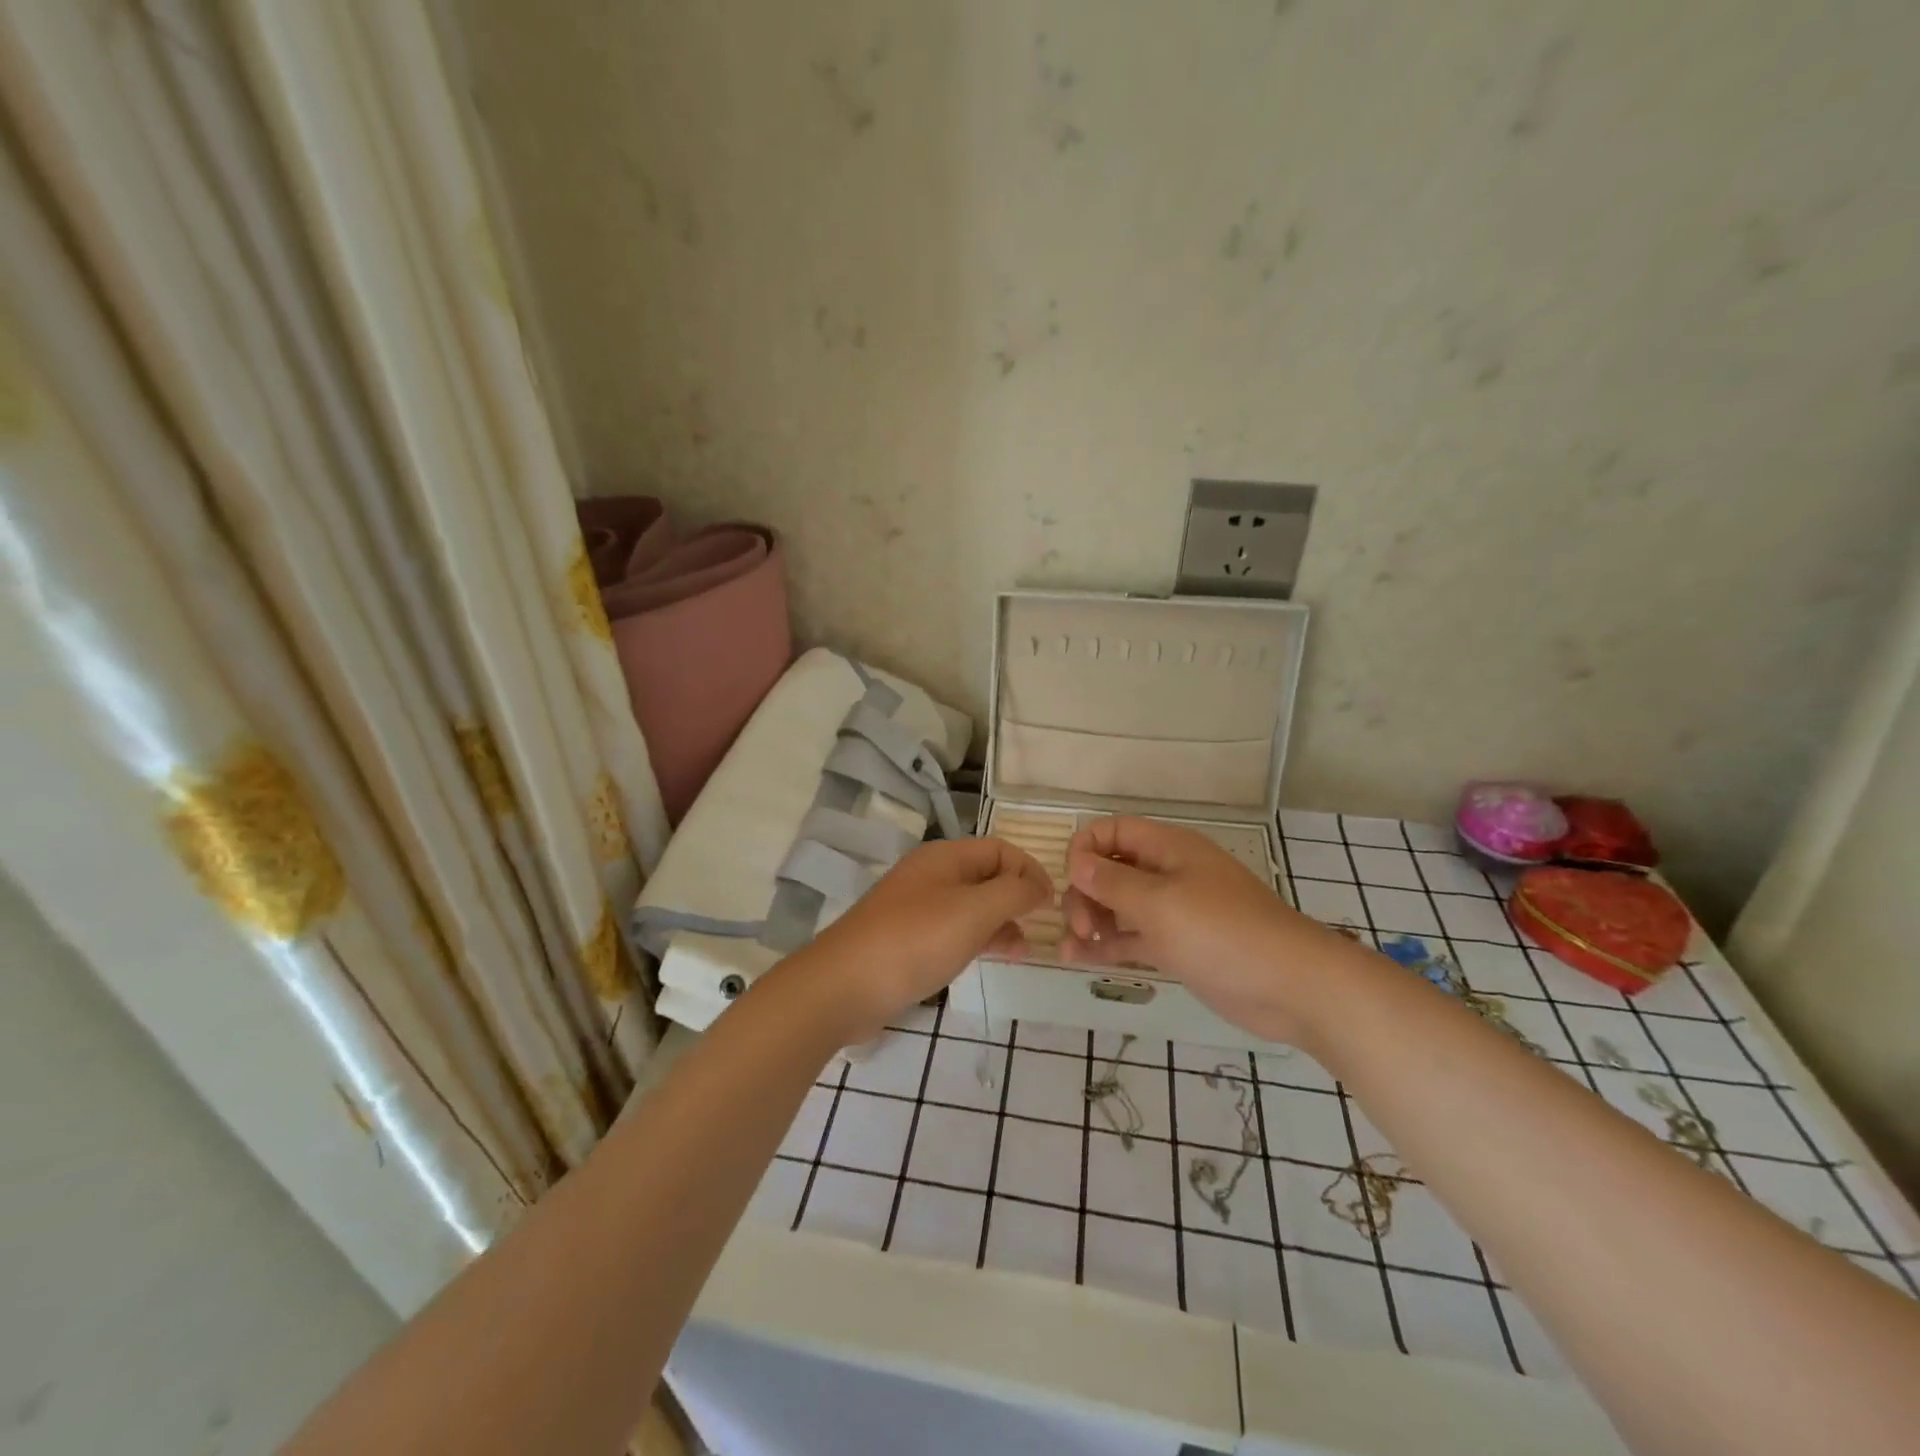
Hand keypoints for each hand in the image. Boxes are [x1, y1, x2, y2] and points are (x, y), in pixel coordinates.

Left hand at [799, 837, 1053, 1040]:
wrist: (844, 986)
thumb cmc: (915, 941)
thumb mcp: (974, 911)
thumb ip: (1013, 893)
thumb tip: (1037, 886)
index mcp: (945, 857)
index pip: (1000, 849)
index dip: (1030, 870)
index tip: (1052, 904)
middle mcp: (931, 875)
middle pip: (986, 875)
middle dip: (1017, 898)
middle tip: (1040, 929)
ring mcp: (917, 908)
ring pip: (971, 905)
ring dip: (1000, 922)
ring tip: (1020, 951)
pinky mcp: (908, 939)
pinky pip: (953, 930)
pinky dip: (977, 939)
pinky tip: (988, 960)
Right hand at [1059, 816, 1368, 1044]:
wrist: (1292, 986)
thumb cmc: (1223, 932)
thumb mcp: (1160, 903)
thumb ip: (1112, 882)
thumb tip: (1076, 862)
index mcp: (1168, 848)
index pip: (1113, 831)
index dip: (1085, 849)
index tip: (1072, 880)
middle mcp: (1167, 874)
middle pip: (1110, 869)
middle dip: (1086, 892)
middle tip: (1082, 926)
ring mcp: (1172, 912)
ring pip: (1117, 906)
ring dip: (1090, 920)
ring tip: (1072, 946)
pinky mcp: (1177, 947)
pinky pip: (1131, 938)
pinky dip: (1106, 945)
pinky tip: (1077, 959)